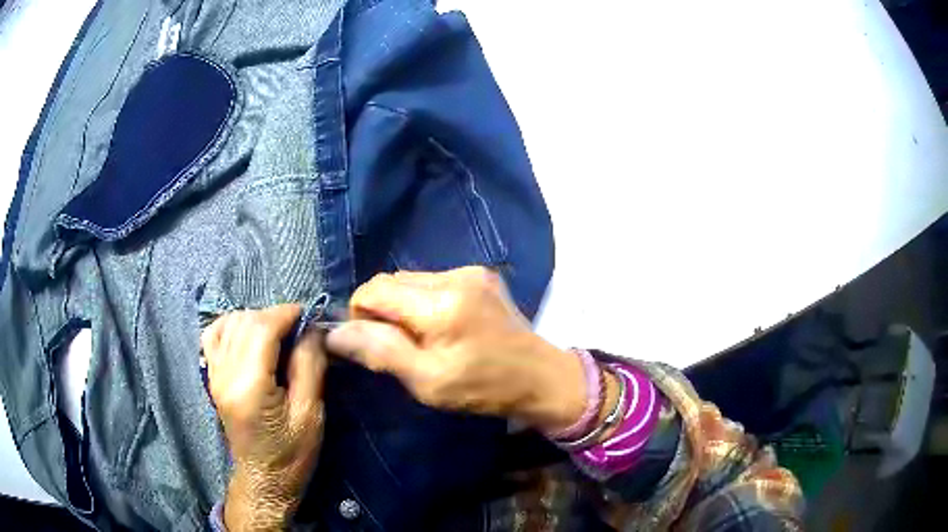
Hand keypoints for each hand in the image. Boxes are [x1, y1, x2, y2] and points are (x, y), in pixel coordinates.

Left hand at [202, 304, 326, 531]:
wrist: (264, 479)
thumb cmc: (292, 453)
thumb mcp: (310, 414)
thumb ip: (310, 366)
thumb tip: (312, 329)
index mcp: (250, 385)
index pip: (262, 328)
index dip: (287, 313)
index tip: (310, 315)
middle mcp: (225, 374)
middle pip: (245, 321)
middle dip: (274, 315)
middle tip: (299, 328)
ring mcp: (214, 375)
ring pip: (229, 323)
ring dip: (255, 319)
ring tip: (278, 333)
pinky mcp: (212, 378)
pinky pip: (213, 336)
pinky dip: (231, 325)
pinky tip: (248, 333)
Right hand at [325, 267, 590, 432]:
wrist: (540, 377)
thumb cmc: (483, 388)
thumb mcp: (428, 381)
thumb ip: (381, 352)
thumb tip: (336, 333)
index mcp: (440, 304)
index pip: (374, 290)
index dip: (360, 314)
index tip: (371, 343)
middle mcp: (454, 276)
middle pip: (392, 281)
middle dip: (383, 311)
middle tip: (398, 345)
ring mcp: (471, 271)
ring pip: (412, 280)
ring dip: (404, 305)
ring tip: (423, 337)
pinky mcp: (481, 275)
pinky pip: (435, 281)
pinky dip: (425, 301)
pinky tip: (443, 325)